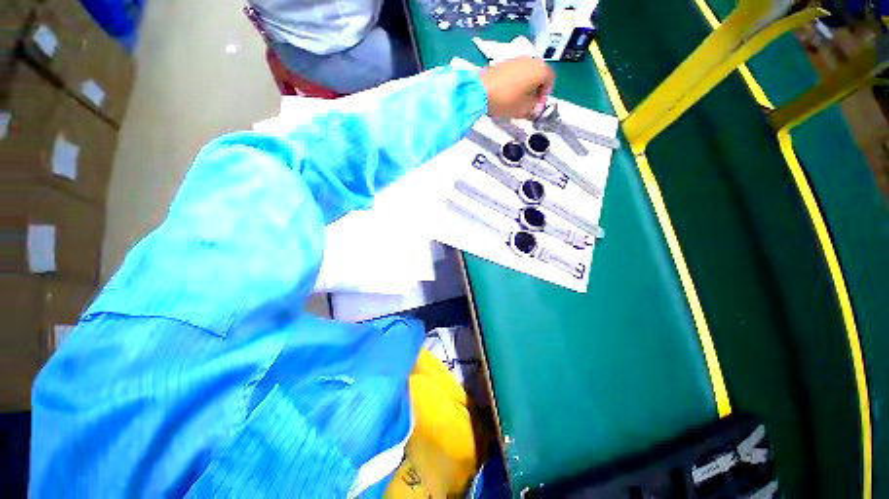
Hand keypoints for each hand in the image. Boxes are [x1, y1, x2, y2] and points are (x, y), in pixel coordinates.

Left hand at [480, 57, 553, 119]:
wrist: (481, 90)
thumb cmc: (507, 100)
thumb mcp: (524, 110)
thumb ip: (534, 108)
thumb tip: (535, 106)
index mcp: (540, 69)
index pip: (551, 80)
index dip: (545, 94)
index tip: (537, 106)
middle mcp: (531, 59)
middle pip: (539, 75)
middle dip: (536, 90)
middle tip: (528, 104)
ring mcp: (517, 59)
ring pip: (527, 73)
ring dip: (526, 86)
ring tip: (517, 100)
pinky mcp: (504, 62)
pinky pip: (516, 72)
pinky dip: (516, 81)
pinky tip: (508, 93)